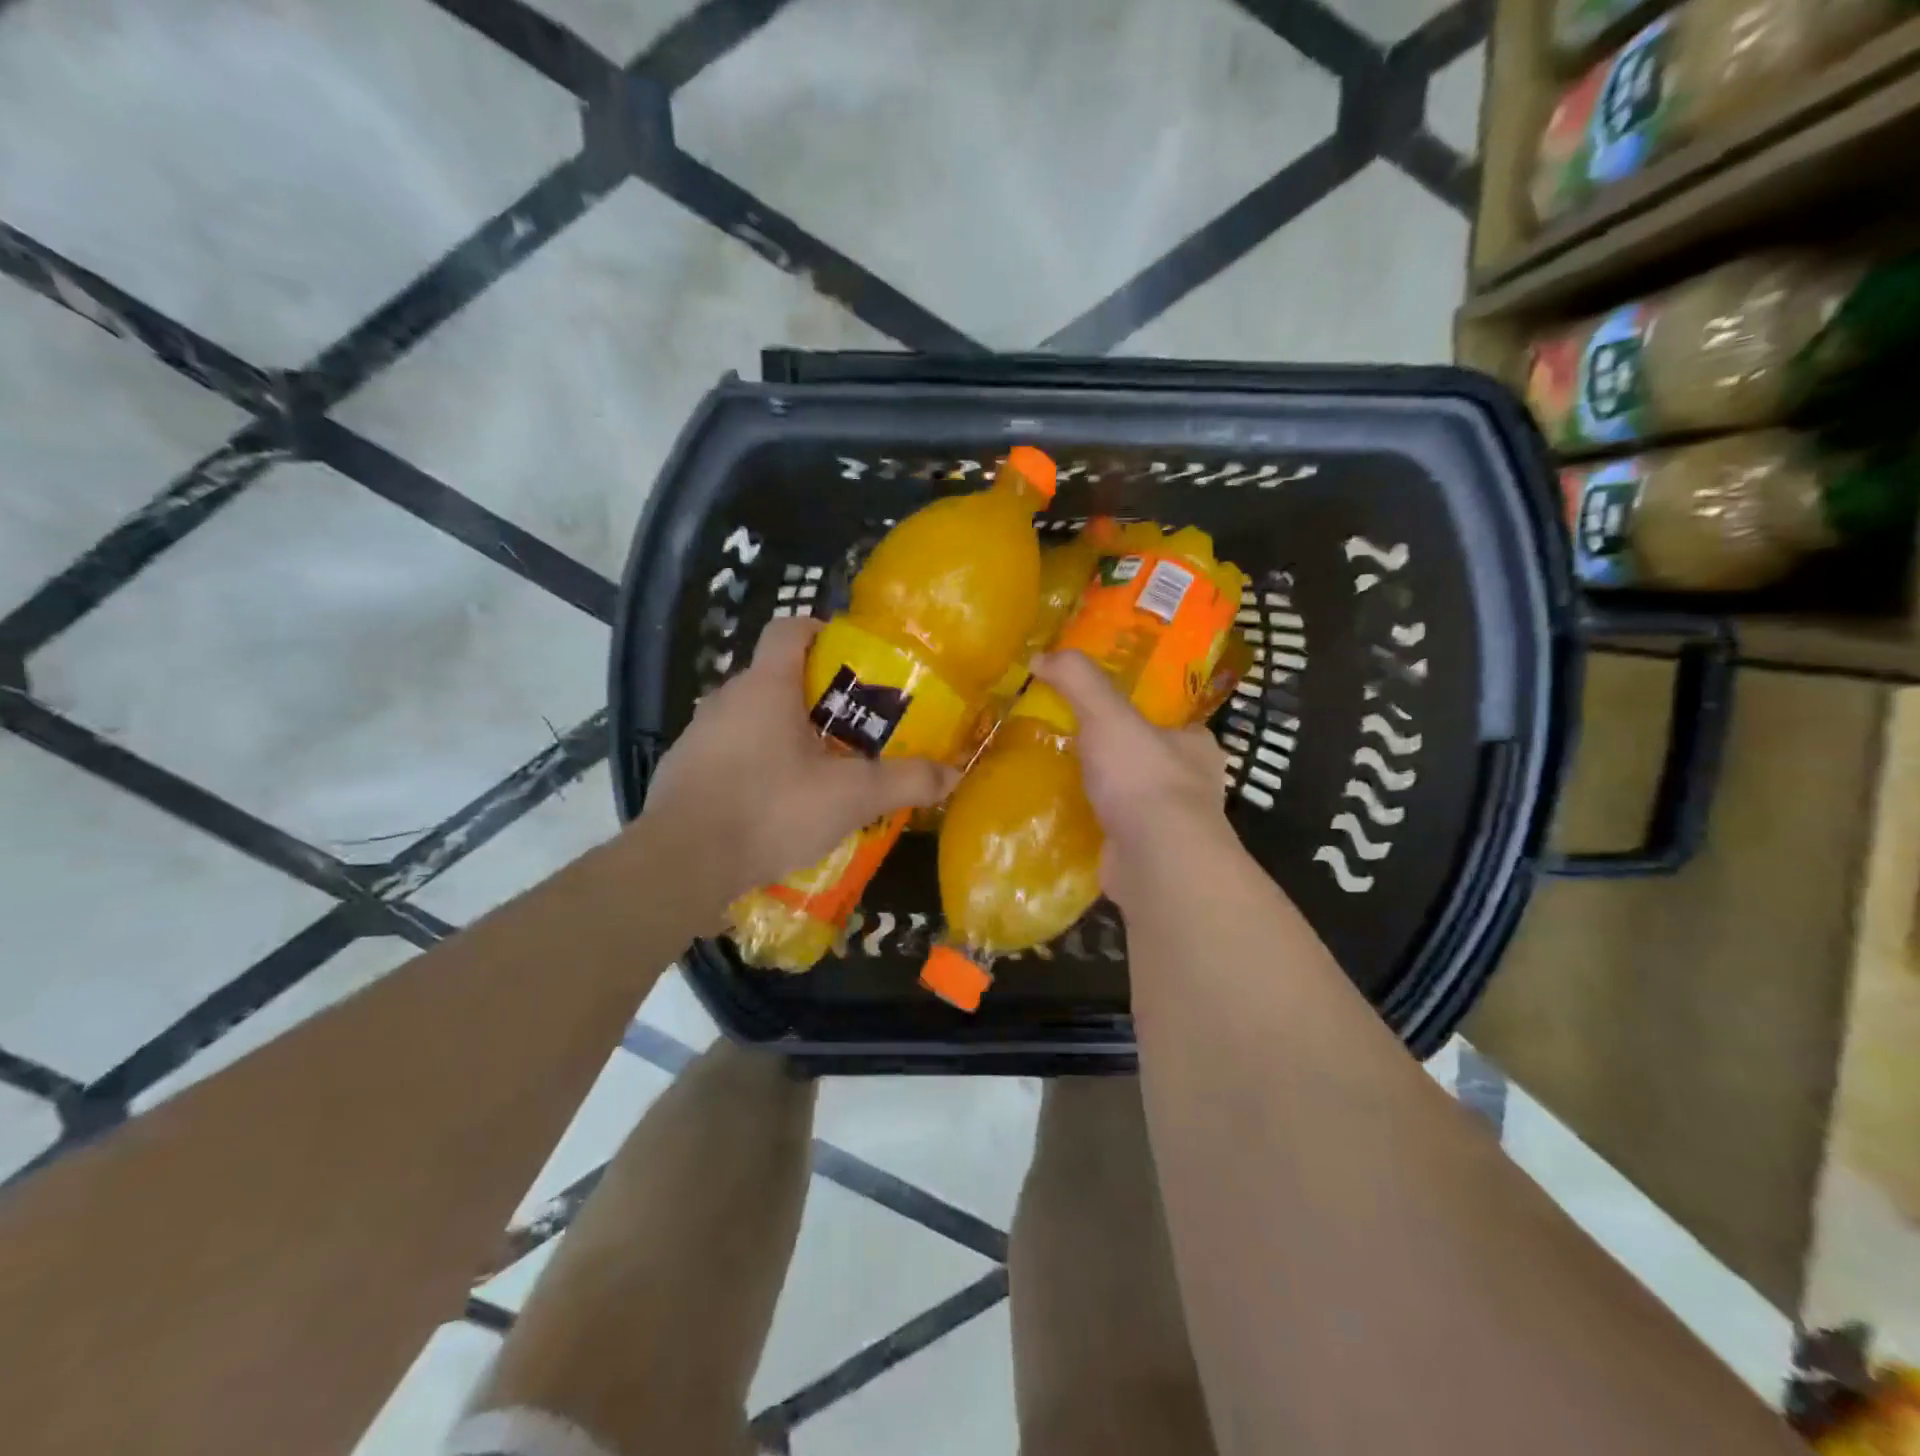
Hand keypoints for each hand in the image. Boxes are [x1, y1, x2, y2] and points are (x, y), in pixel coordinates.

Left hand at [638, 617, 958, 902]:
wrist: (682, 864)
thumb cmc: (771, 809)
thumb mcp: (851, 796)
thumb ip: (906, 781)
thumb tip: (954, 773)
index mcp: (766, 686)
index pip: (789, 629)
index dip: (821, 631)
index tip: (851, 657)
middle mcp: (727, 698)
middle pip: (776, 676)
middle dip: (816, 696)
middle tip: (853, 727)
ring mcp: (700, 735)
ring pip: (752, 717)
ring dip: (787, 733)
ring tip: (822, 769)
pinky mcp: (684, 771)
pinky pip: (731, 752)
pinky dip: (758, 764)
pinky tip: (779, 804)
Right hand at [1029, 650, 1244, 910]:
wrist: (1156, 860)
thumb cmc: (1143, 777)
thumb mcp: (1107, 713)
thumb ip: (1078, 680)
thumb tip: (1041, 655)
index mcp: (1196, 745)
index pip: (1170, 721)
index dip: (1138, 712)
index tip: (1101, 711)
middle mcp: (1192, 785)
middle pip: (1148, 759)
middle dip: (1115, 754)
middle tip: (1070, 742)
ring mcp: (1171, 825)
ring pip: (1132, 798)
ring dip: (1102, 792)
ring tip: (1057, 778)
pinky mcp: (1148, 857)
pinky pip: (1114, 831)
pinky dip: (1092, 825)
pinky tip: (1061, 818)